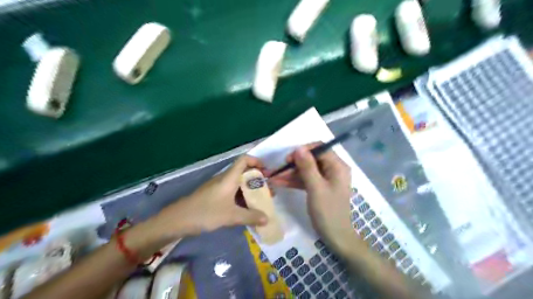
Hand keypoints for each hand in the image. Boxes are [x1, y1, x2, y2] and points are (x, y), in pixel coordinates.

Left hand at [154, 155, 268, 239]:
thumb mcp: (231, 216)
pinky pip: (232, 192)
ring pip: (238, 183)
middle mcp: (224, 179)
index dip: (256, 161)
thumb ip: (250, 217)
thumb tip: (267, 219)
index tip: (267, 171)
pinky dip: (241, 197)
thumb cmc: (206, 212)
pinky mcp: (214, 195)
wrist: (178, 219)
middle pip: (243, 172)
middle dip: (257, 180)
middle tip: (267, 191)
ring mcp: (218, 187)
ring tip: (259, 201)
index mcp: (229, 178)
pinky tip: (245, 208)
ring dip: (249, 190)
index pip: (244, 160)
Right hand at [272, 144, 352, 250]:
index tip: (289, 159)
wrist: (336, 237)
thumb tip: (298, 148)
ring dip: (291, 173)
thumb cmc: (328, 211)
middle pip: (312, 159)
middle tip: (279, 170)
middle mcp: (333, 169)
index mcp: (337, 166)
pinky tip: (280, 183)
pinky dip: (294, 181)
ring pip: (307, 170)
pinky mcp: (320, 187)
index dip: (303, 151)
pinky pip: (306, 180)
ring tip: (274, 177)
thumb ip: (307, 167)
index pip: (320, 148)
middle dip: (294, 164)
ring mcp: (326, 179)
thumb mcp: (316, 188)